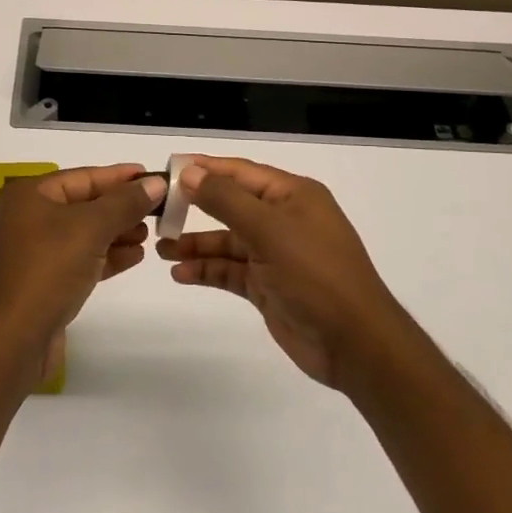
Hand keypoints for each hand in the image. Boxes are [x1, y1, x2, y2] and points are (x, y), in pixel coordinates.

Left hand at [0, 164, 165, 386]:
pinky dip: (105, 256)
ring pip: (83, 234)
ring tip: (149, 235)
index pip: (83, 177)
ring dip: (116, 233)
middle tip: (158, 210)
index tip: (154, 177)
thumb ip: (125, 203)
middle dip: (120, 208)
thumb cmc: (47, 270)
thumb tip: (156, 182)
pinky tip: (134, 257)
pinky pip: (78, 260)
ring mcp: (31, 252)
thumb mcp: (91, 228)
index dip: (120, 177)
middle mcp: (26, 218)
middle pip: (83, 204)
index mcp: (28, 195)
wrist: (11, 340)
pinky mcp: (41, 282)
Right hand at [157, 155, 403, 387]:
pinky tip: (180, 274)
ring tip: (160, 248)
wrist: (354, 343)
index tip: (167, 169)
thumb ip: (226, 200)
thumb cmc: (315, 274)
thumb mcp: (269, 230)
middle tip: (157, 211)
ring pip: (227, 241)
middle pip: (230, 205)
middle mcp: (284, 219)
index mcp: (292, 195)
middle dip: (194, 207)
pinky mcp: (268, 286)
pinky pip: (230, 270)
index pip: (240, 172)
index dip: (204, 168)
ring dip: (196, 244)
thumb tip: (190, 172)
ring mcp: (275, 254)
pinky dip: (207, 270)